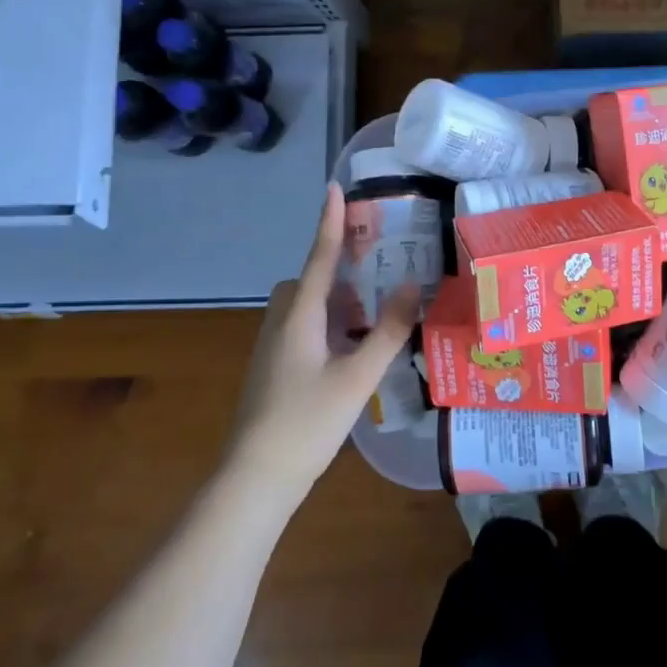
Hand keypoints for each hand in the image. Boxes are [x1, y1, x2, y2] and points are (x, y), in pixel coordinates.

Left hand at [223, 182, 421, 506]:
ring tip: (371, 322)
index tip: (334, 186)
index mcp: (300, 316)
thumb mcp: (358, 377)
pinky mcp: (273, 370)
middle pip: (310, 282)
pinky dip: (328, 328)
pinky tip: (350, 355)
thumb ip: (388, 331)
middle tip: (375, 282)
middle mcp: (282, 323)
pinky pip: (303, 330)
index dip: (329, 221)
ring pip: (306, 308)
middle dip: (338, 274)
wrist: (255, 479)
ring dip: (336, 305)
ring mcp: (273, 348)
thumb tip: (411, 286)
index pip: (319, 257)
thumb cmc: (307, 422)